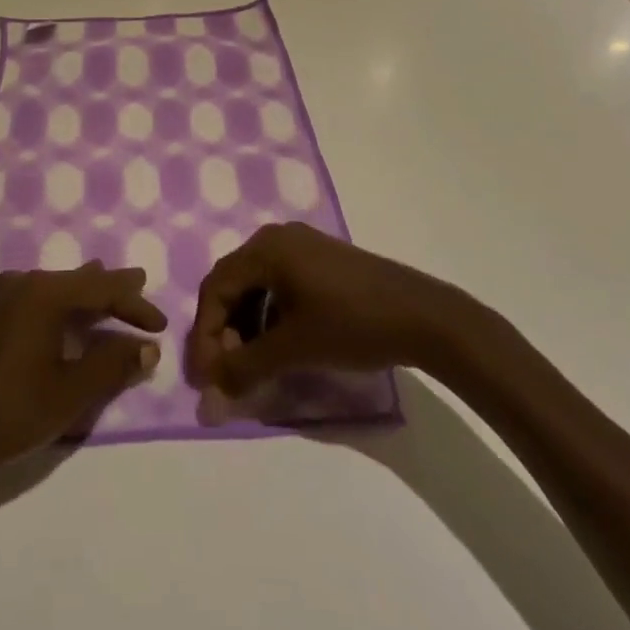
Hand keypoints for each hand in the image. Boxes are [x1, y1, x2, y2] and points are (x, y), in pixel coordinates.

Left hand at [0, 263, 165, 486]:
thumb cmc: (10, 411)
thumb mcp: (71, 392)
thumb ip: (113, 364)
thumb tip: (147, 346)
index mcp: (44, 293)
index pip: (103, 288)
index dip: (135, 304)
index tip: (161, 325)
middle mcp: (24, 283)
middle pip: (80, 281)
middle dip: (113, 290)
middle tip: (142, 286)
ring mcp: (3, 297)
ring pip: (59, 288)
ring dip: (89, 297)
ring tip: (115, 294)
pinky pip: (40, 298)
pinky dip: (66, 306)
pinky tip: (73, 314)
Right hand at [189, 223, 473, 395]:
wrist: (425, 317)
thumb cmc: (352, 324)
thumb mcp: (293, 349)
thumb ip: (245, 368)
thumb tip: (210, 392)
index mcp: (264, 248)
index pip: (215, 290)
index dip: (204, 335)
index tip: (204, 378)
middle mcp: (277, 237)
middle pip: (232, 284)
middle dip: (223, 331)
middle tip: (224, 371)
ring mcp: (302, 246)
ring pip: (256, 286)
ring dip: (245, 326)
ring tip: (250, 363)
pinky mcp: (322, 260)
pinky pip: (279, 284)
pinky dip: (269, 316)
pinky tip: (277, 344)